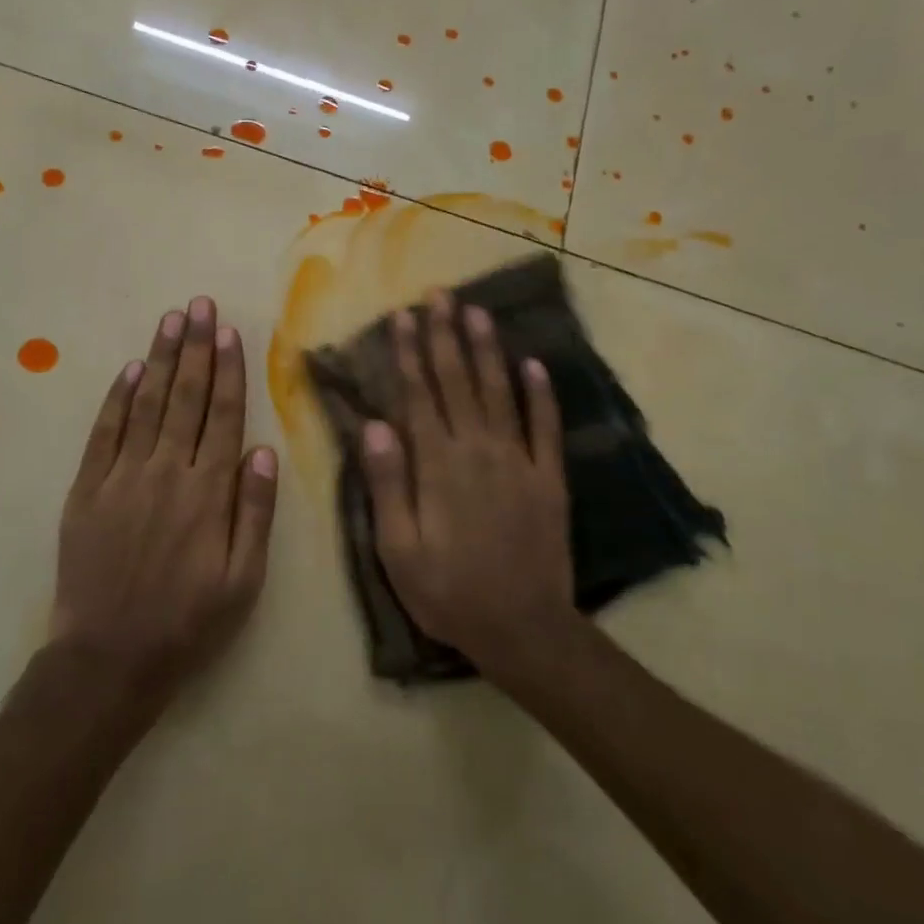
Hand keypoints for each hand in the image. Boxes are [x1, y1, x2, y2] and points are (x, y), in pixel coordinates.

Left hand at [52, 297, 278, 699]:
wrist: (109, 658)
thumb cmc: (188, 622)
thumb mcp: (244, 580)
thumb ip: (255, 512)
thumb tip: (263, 449)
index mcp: (208, 493)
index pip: (223, 416)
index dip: (228, 370)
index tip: (229, 331)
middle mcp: (166, 473)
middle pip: (186, 398)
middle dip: (196, 348)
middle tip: (200, 305)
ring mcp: (122, 478)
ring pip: (147, 405)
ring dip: (161, 359)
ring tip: (172, 320)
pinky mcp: (87, 490)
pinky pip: (105, 433)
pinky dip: (118, 398)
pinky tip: (132, 370)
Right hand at [361, 292, 577, 677]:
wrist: (523, 628)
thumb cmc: (448, 591)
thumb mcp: (398, 548)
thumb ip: (387, 483)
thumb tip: (374, 424)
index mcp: (437, 465)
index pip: (419, 395)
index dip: (410, 353)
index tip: (403, 317)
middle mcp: (478, 450)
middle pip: (459, 382)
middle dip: (447, 336)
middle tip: (439, 295)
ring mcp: (519, 461)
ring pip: (500, 392)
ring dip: (487, 350)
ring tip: (478, 311)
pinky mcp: (549, 477)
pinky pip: (545, 426)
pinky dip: (541, 393)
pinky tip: (534, 363)